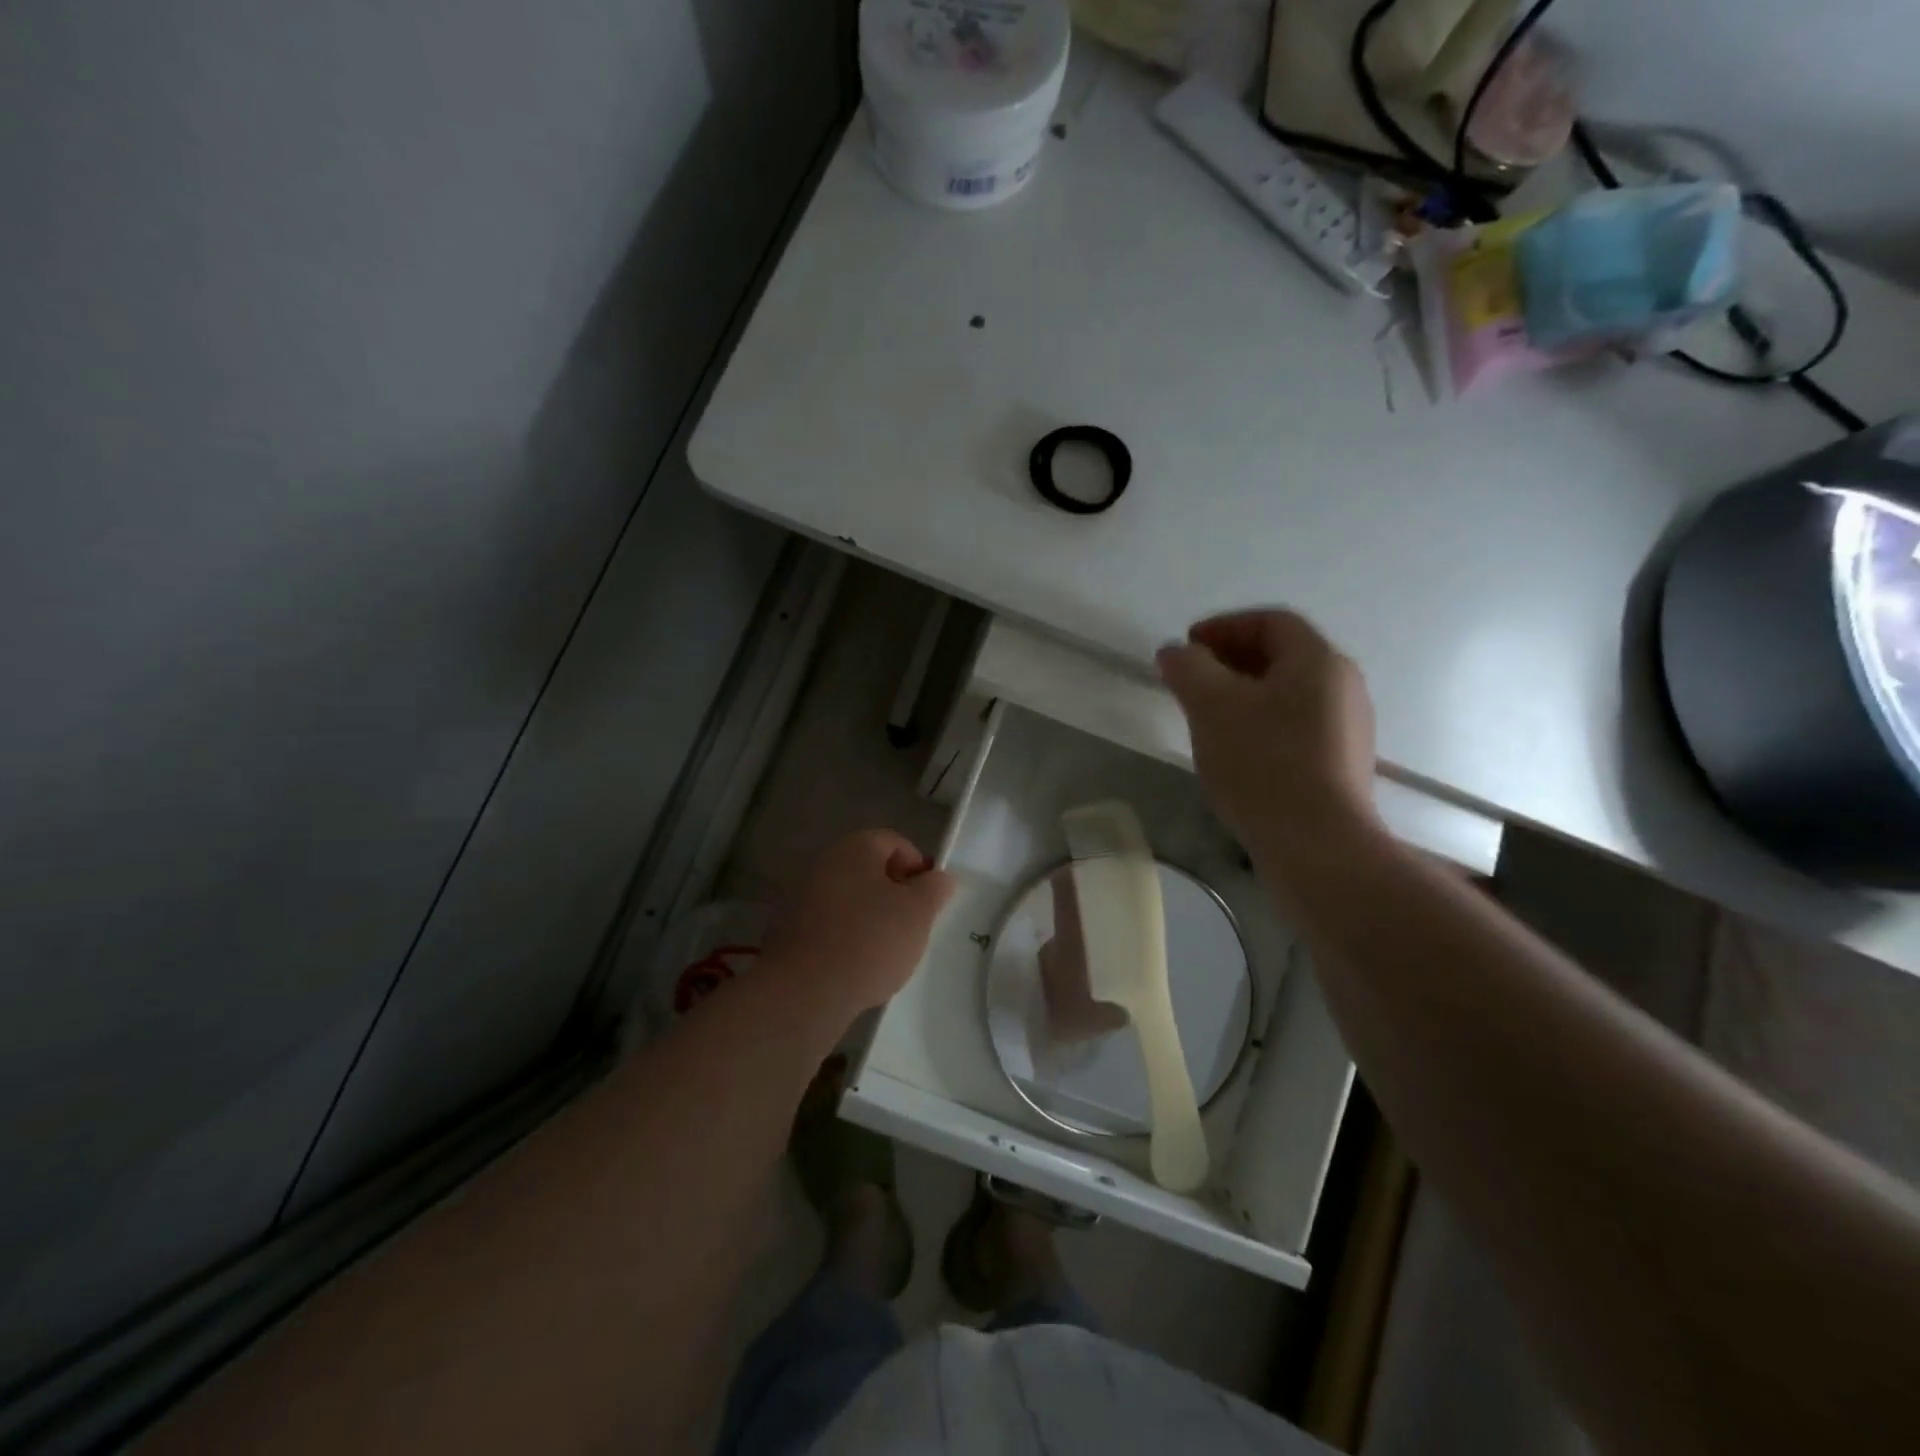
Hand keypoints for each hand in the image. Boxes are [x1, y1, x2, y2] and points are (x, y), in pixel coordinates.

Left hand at [761, 830, 956, 1015]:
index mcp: (855, 848)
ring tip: (886, 952)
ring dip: (870, 917)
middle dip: (894, 894)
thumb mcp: (919, 912)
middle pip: (870, 870)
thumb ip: (935, 888)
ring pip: (849, 899)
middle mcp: (824, 863)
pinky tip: (856, 966)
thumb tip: (939, 877)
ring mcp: (801, 896)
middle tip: (911, 925)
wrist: (804, 992)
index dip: (917, 866)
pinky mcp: (789, 930)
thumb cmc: (870, 941)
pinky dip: (846, 938)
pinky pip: (829, 925)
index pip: (895, 842)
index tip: (929, 899)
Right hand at [1156, 610, 1380, 869]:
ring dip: (1245, 693)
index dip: (1224, 626)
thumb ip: (1188, 669)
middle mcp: (1343, 685)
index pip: (1271, 622)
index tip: (1187, 646)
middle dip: (1231, 659)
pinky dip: (1261, 722)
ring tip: (1206, 715)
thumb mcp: (1211, 706)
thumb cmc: (1263, 763)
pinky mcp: (1341, 764)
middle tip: (1191, 679)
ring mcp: (1348, 727)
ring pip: (1289, 693)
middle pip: (1283, 655)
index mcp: (1318, 660)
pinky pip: (1296, 725)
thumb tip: (1175, 652)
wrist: (1317, 844)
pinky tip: (1236, 750)